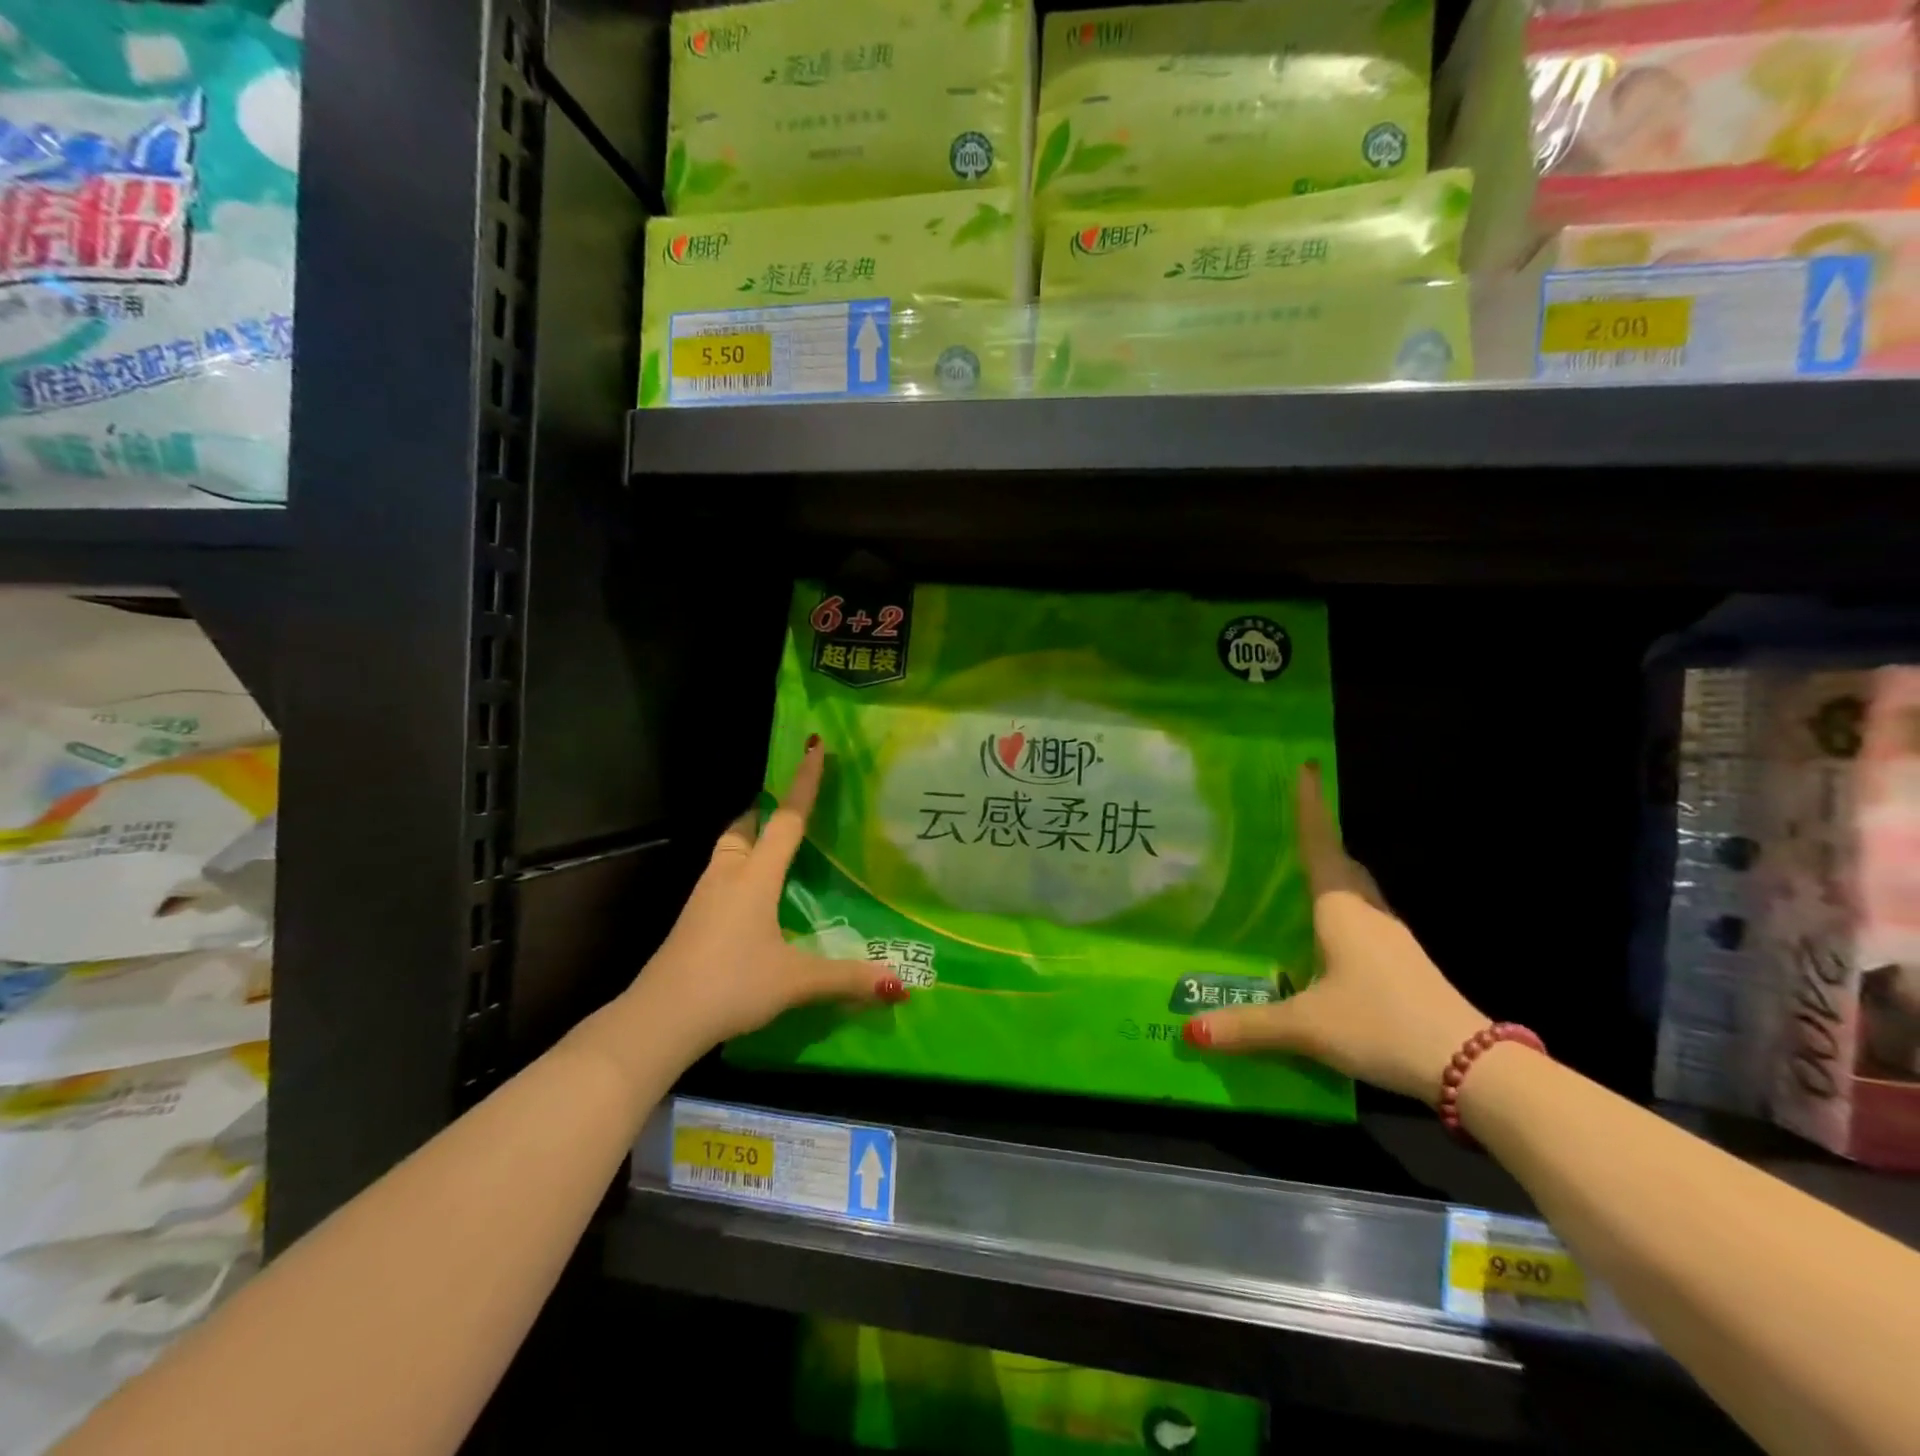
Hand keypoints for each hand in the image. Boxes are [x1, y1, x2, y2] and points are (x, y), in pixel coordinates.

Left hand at [621, 737, 905, 1054]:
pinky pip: (719, 878)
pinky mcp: (692, 921)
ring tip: (775, 851)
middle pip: (743, 827)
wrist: (660, 1018)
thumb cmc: (731, 984)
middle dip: (764, 811)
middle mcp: (726, 875)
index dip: (803, 783)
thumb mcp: (795, 981)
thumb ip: (847, 978)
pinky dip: (739, 871)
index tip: (812, 746)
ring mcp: (703, 897)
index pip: (786, 819)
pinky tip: (753, 900)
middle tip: (788, 810)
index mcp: (755, 876)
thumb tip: (899, 985)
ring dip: (749, 840)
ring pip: (727, 851)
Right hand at [1185, 765, 1486, 1104]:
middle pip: (1341, 863)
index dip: (1311, 807)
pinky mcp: (1403, 964)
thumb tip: (1189, 1032)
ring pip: (1357, 892)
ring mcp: (1391, 938)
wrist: (1470, 1067)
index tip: (1306, 768)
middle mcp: (1367, 913)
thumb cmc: (1380, 1023)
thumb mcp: (1306, 1026)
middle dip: (1318, 841)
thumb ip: (1248, 1026)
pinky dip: (1341, 912)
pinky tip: (1324, 938)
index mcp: (1341, 909)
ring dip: (1332, 877)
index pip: (1320, 845)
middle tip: (1287, 829)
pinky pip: (1364, 920)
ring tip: (1298, 879)